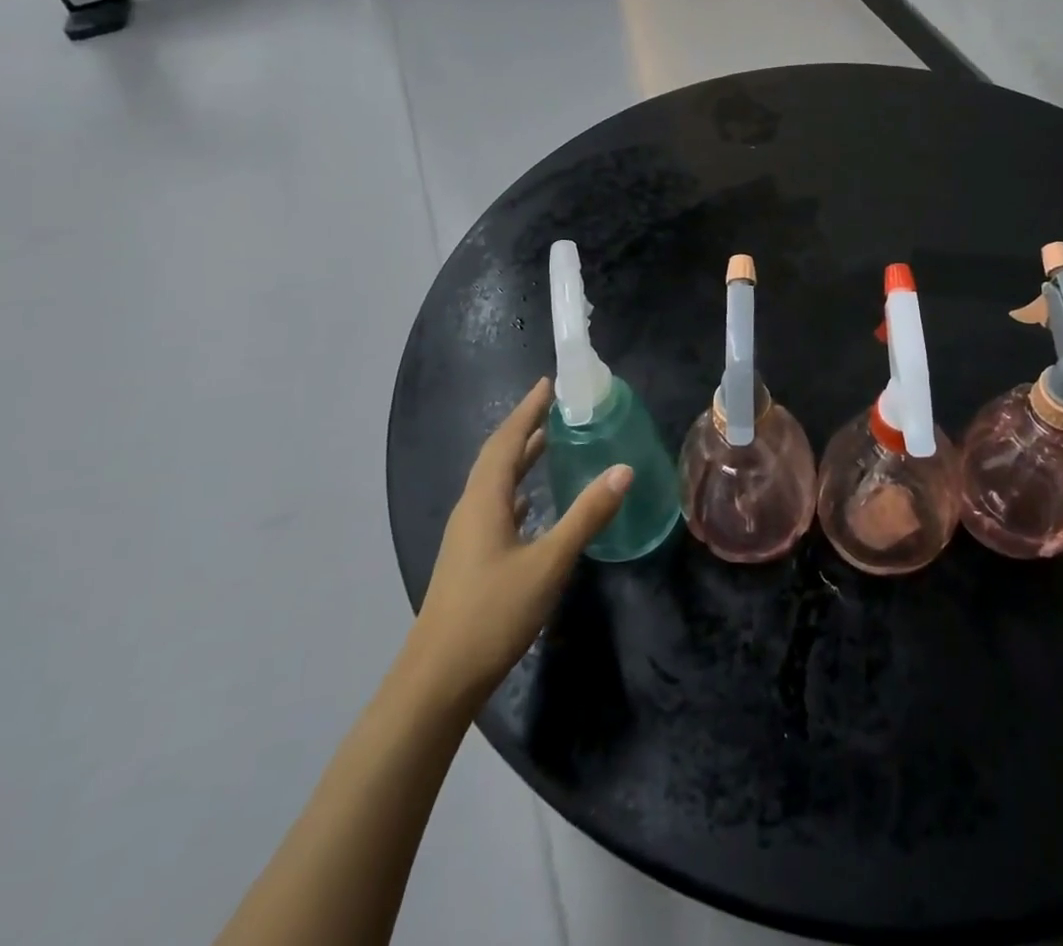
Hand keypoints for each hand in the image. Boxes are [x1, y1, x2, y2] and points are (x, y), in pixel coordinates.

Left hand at [407, 378, 630, 716]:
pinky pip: (495, 505)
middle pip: (497, 455)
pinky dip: (515, 488)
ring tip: (548, 440)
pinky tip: (531, 501)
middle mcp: (472, 509)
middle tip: (553, 404)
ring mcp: (467, 535)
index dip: (527, 410)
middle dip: (524, 426)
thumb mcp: (549, 562)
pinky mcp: (470, 557)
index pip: (507, 440)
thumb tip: (624, 469)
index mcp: (485, 500)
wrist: (438, 679)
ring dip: (519, 456)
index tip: (548, 383)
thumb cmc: (493, 613)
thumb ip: (587, 515)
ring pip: (494, 481)